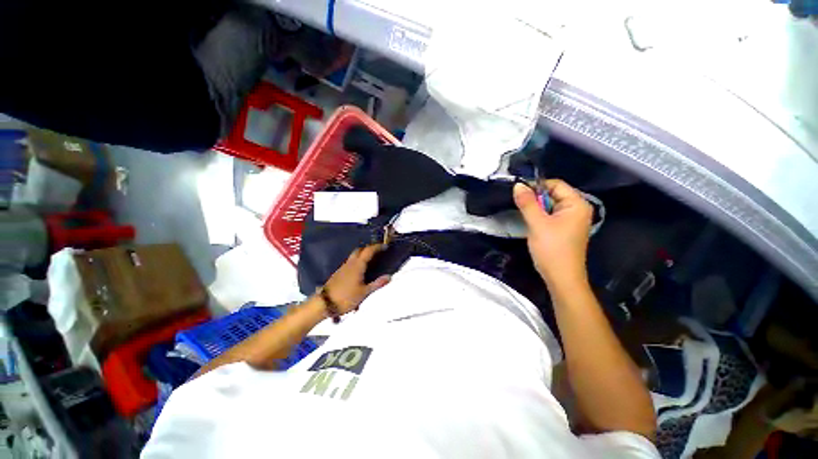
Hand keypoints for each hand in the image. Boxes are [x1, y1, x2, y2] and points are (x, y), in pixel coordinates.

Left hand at [323, 244, 391, 313]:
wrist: (324, 303)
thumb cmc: (346, 297)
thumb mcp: (364, 292)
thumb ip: (377, 284)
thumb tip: (389, 277)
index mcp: (357, 266)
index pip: (368, 251)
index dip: (377, 247)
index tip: (385, 246)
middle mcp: (350, 263)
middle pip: (359, 250)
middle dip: (369, 248)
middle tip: (377, 252)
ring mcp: (343, 268)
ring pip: (354, 256)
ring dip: (362, 254)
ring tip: (371, 260)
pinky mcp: (338, 273)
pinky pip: (350, 262)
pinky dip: (357, 261)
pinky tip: (360, 270)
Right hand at [513, 180, 592, 287]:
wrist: (561, 278)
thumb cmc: (552, 249)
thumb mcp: (537, 224)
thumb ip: (527, 203)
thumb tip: (518, 185)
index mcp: (577, 204)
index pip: (556, 184)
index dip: (536, 186)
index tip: (518, 192)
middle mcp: (577, 209)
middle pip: (553, 194)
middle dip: (535, 198)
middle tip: (520, 206)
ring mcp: (572, 220)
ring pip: (550, 206)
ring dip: (536, 208)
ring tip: (524, 215)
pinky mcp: (565, 229)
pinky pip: (551, 216)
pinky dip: (540, 216)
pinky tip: (531, 223)